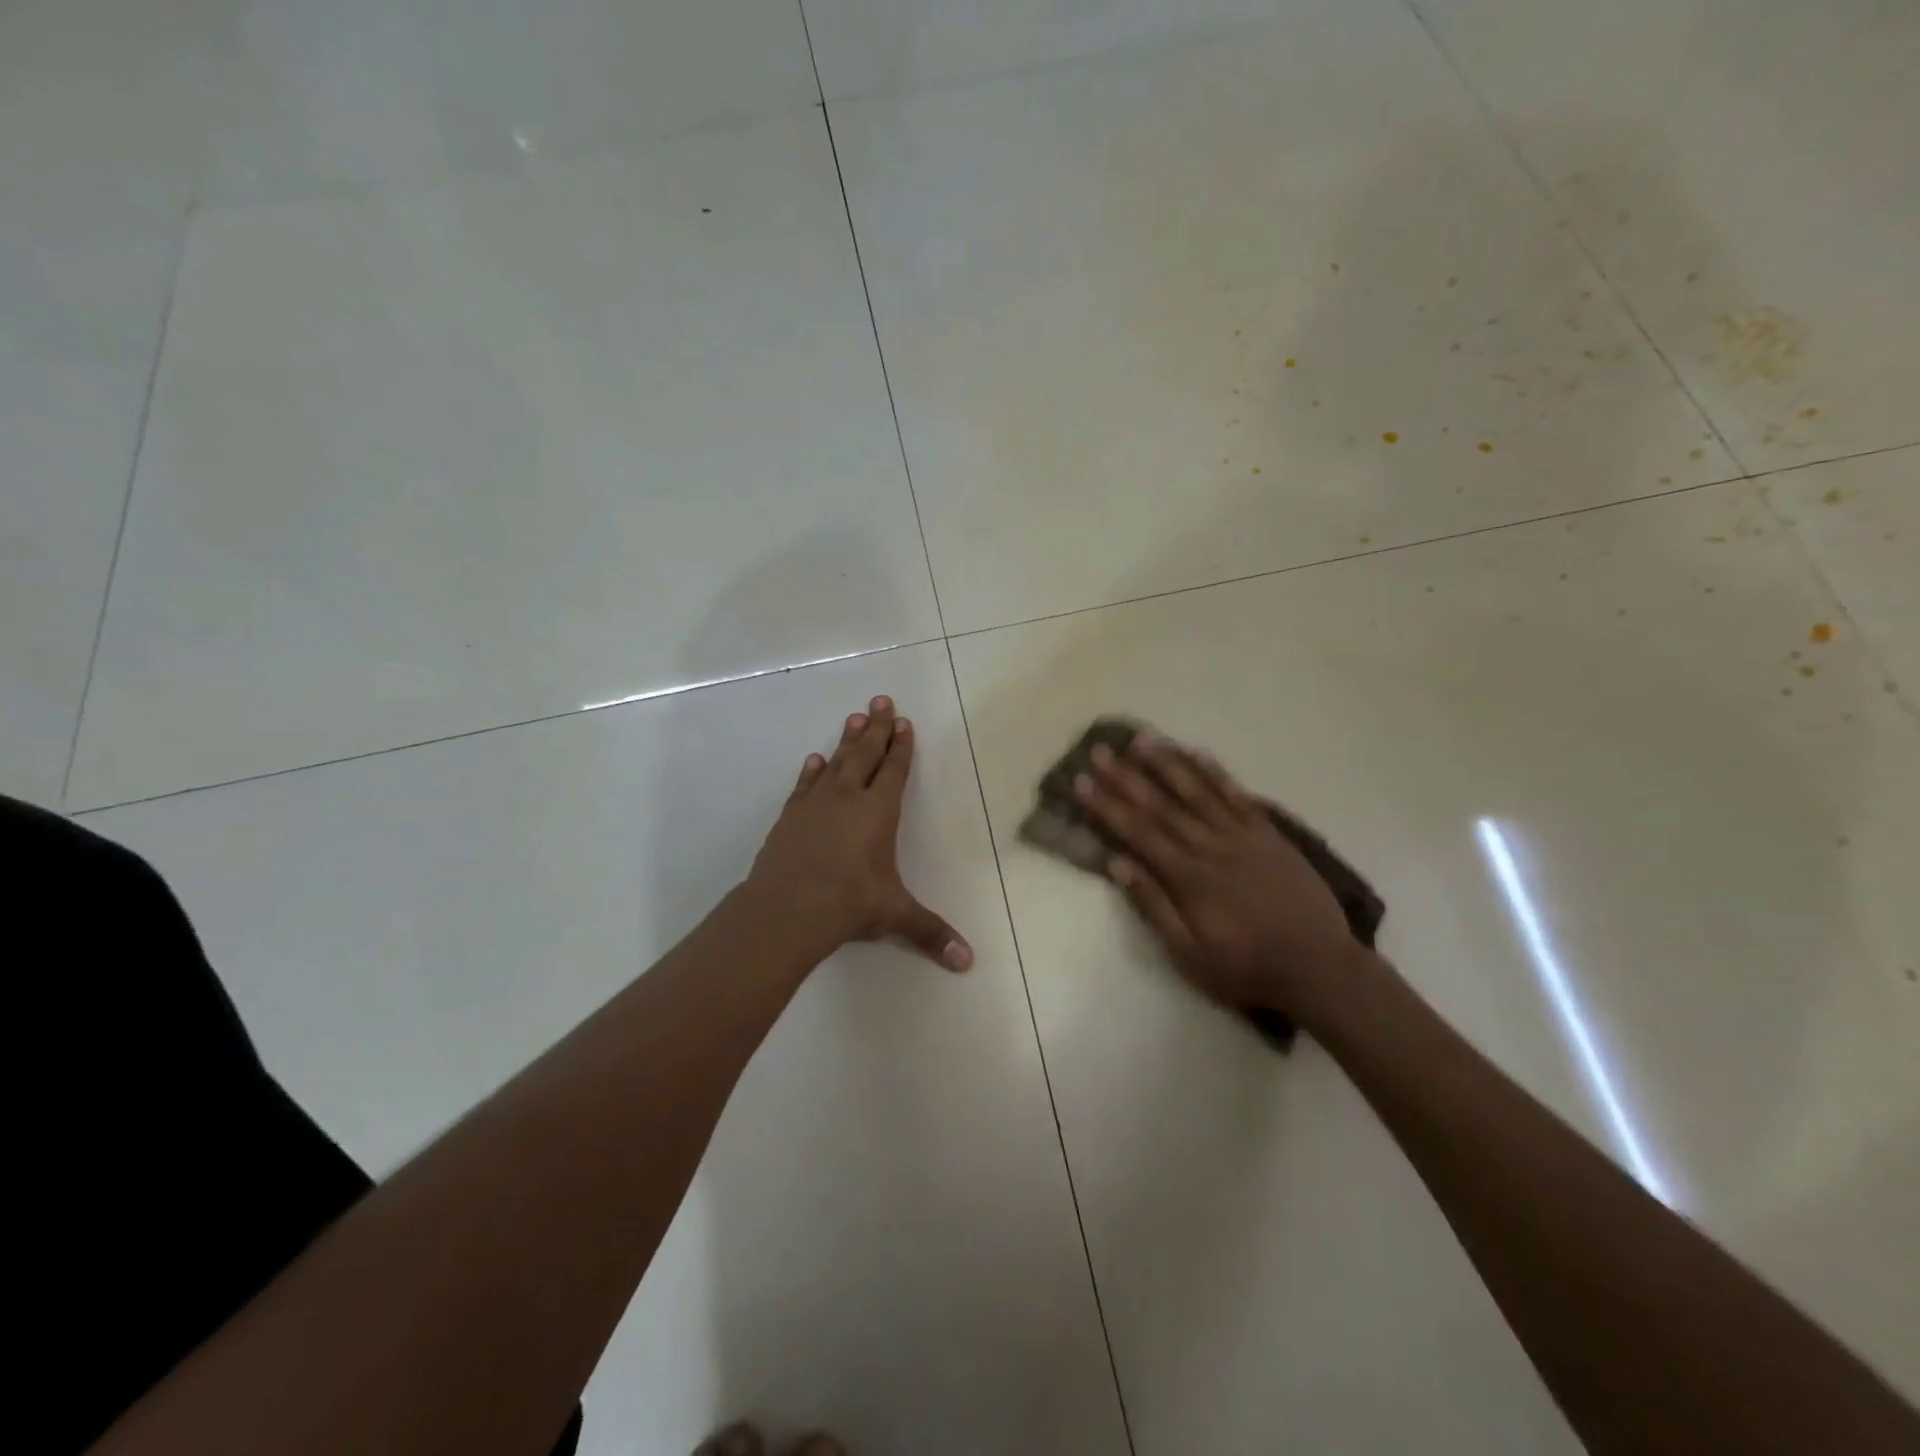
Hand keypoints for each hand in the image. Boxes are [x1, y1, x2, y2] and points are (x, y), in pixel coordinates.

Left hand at [747, 696, 972, 970]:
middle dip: (876, 727)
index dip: (901, 746)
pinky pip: (805, 785)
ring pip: (835, 762)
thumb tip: (968, 962)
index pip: (894, 771)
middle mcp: (848, 798)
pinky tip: (814, 759)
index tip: (904, 722)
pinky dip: (812, 771)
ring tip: (854, 717)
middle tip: (880, 699)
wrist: (786, 909)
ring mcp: (815, 804)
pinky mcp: (790, 817)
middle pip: (865, 754)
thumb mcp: (895, 915)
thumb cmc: (849, 904)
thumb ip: (931, 932)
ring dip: (846, 740)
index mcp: (878, 812)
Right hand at [1072, 730, 1360, 1016]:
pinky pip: (1237, 795)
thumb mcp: (1189, 953)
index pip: (1137, 831)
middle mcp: (1209, 845)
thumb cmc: (1246, 967)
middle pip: (1161, 804)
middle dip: (1126, 776)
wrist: (1318, 967)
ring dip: (1167, 762)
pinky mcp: (1268, 833)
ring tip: (1141, 738)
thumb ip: (1153, 905)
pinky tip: (1197, 753)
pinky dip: (1215, 772)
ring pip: (1197, 790)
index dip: (1106, 805)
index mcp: (1186, 876)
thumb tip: (1116, 863)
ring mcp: (1242, 835)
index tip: (1081, 781)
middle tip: (1100, 750)